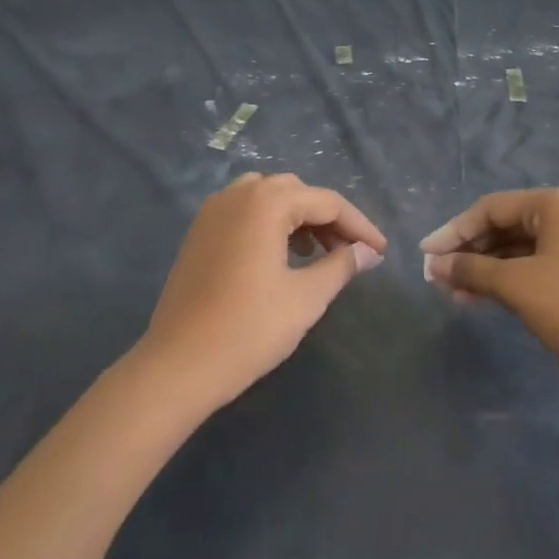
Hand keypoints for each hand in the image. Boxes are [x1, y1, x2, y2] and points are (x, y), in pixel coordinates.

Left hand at [140, 173, 386, 408]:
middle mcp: (237, 195)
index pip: (327, 202)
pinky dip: (270, 225)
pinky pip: (244, 213)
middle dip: (328, 218)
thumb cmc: (249, 329)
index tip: (381, 252)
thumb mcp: (306, 298)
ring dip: (298, 218)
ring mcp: (212, 212)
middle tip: (351, 252)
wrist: (178, 366)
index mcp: (266, 202)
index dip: (359, 226)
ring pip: (268, 199)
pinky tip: (281, 258)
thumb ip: (341, 266)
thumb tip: (368, 252)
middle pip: (297, 192)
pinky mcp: (199, 233)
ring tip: (318, 253)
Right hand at [420, 187, 558, 372]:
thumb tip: (435, 265)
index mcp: (556, 204)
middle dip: (468, 251)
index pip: (491, 208)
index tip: (426, 254)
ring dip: (484, 268)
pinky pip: (532, 263)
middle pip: (504, 225)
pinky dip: (505, 278)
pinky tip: (478, 297)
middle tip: (437, 276)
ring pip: (516, 248)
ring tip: (453, 292)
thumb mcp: (516, 285)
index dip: (454, 231)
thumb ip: (471, 269)